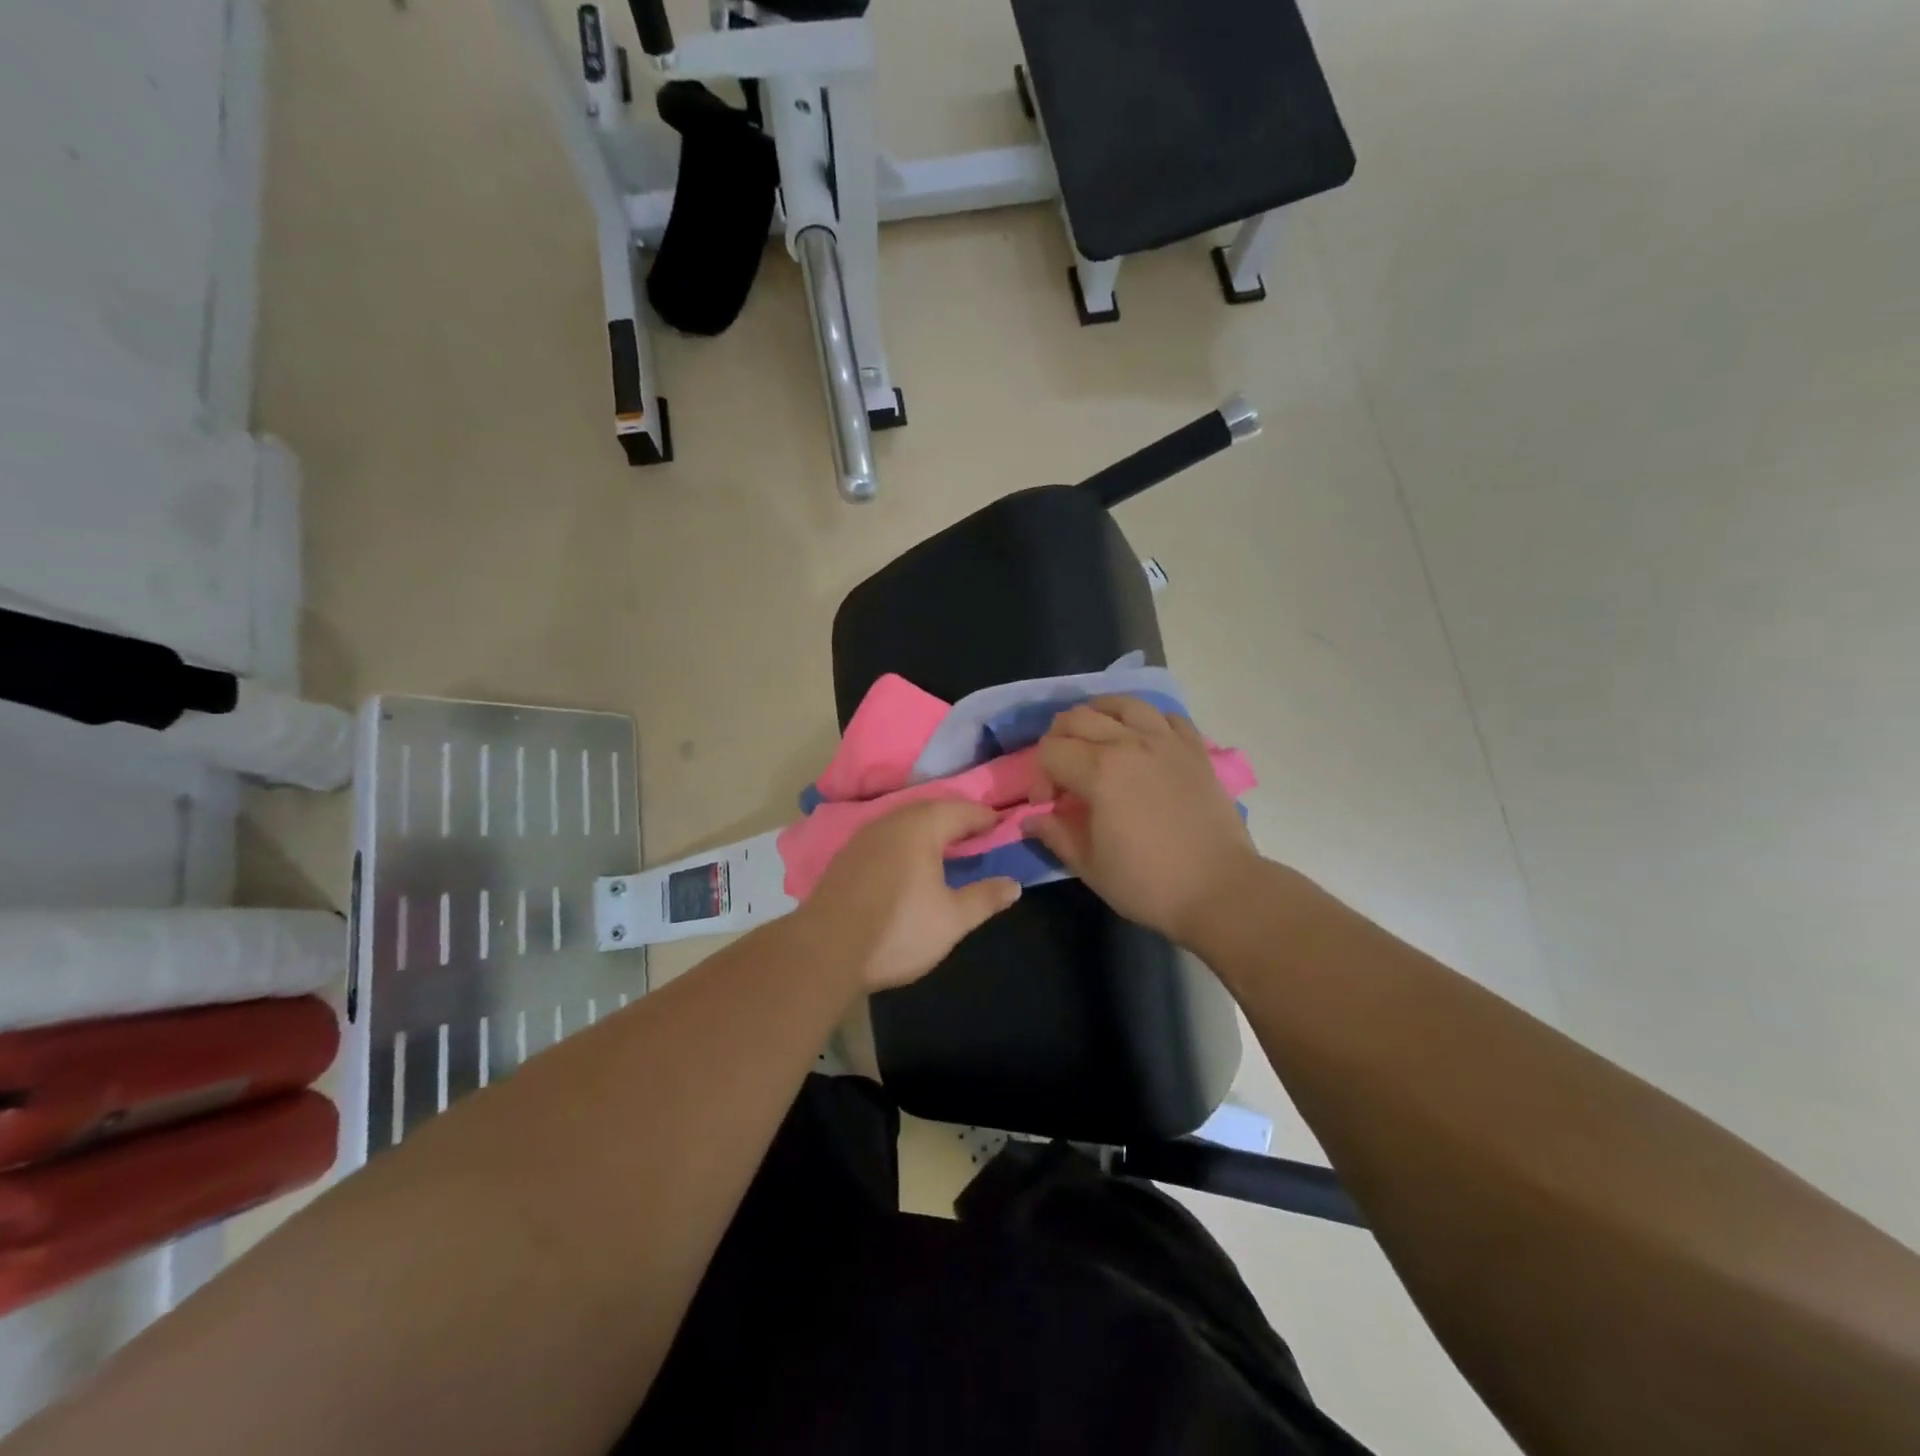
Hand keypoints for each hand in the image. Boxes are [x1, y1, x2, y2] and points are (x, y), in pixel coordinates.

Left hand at [797, 800, 1021, 992]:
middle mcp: (891, 821)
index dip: (986, 817)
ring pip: (906, 822)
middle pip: (932, 810)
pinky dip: (906, 842)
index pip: (962, 810)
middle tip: (978, 835)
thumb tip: (1014, 885)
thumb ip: (985, 898)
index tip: (1003, 826)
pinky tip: (910, 864)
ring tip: (948, 848)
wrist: (824, 949)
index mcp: (921, 826)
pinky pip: (887, 837)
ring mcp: (864, 836)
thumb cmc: (897, 929)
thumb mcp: (952, 920)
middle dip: (957, 819)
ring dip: (929, 830)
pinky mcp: (847, 856)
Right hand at [1026, 697, 1261, 946]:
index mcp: (1099, 771)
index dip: (1039, 777)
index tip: (1046, 805)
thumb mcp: (1089, 866)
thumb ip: (1055, 834)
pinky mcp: (1195, 750)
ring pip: (1122, 704)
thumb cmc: (1148, 884)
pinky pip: (1166, 716)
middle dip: (1058, 740)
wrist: (1220, 891)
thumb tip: (1031, 819)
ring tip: (1095, 739)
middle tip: (1062, 772)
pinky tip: (1142, 740)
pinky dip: (1146, 720)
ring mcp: (1167, 742)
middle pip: (1078, 718)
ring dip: (1099, 715)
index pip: (1050, 751)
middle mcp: (1130, 743)